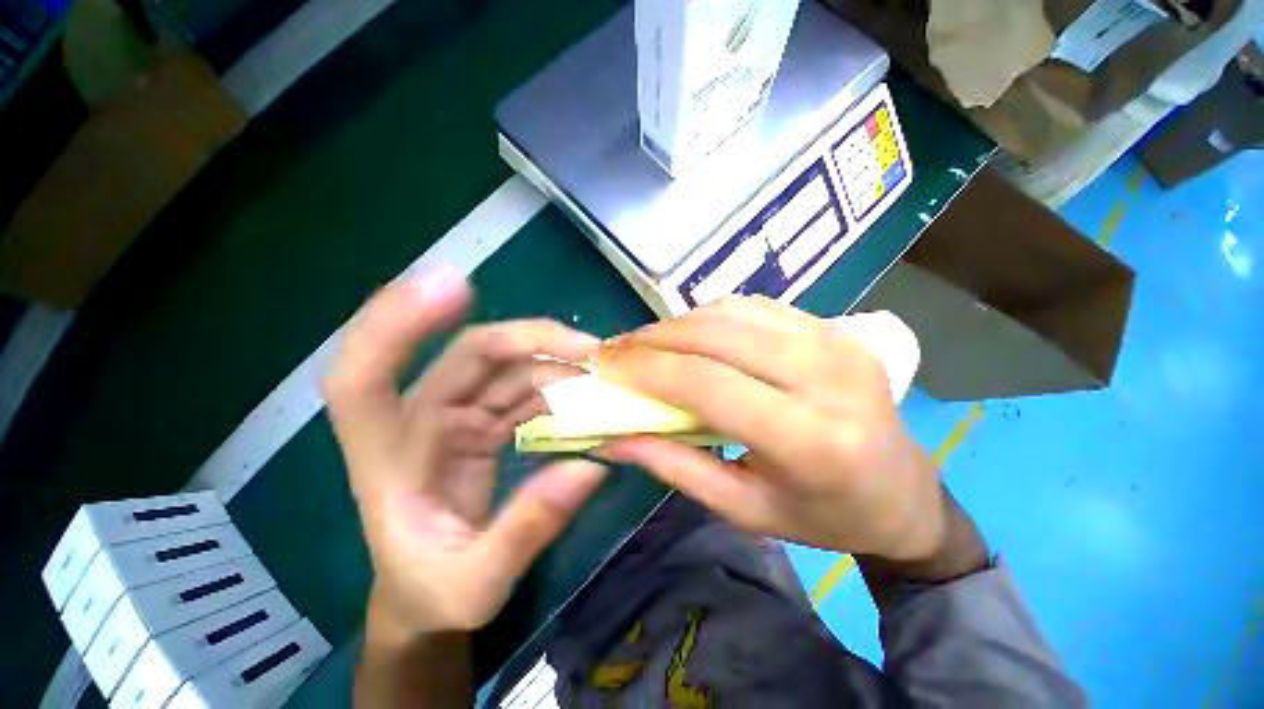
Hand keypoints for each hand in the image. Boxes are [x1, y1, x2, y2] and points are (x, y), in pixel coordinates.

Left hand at [324, 267, 607, 635]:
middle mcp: (418, 421)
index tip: (453, 286)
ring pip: (504, 365)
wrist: (430, 596)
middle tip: (590, 349)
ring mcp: (452, 415)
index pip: (363, 376)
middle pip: (469, 353)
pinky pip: (520, 386)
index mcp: (387, 460)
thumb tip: (589, 469)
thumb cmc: (435, 593)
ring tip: (602, 375)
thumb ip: (527, 531)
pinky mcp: (480, 420)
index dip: (397, 323)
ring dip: (554, 361)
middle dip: (530, 339)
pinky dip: (555, 382)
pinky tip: (586, 392)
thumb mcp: (477, 583)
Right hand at [597, 296, 950, 562]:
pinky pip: (754, 307)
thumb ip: (674, 467)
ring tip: (646, 345)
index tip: (604, 367)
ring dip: (677, 324)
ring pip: (731, 312)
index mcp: (811, 438)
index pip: (708, 383)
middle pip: (716, 335)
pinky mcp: (832, 326)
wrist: (904, 491)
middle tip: (616, 352)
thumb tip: (614, 437)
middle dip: (653, 339)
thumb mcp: (743, 509)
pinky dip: (710, 317)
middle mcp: (827, 375)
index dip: (647, 369)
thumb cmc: (823, 515)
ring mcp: (835, 340)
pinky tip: (690, 336)